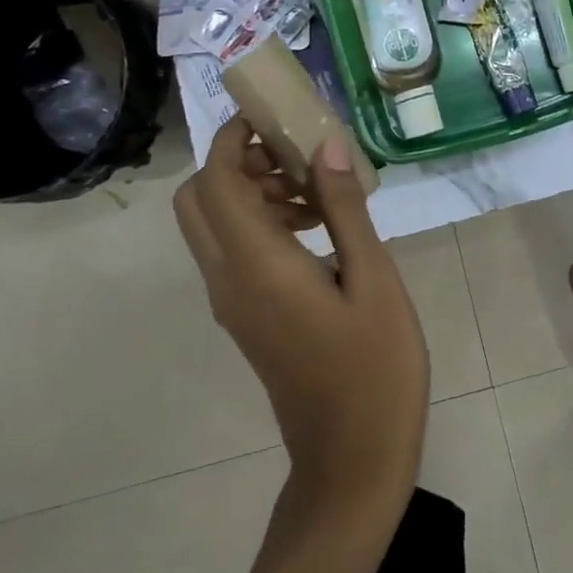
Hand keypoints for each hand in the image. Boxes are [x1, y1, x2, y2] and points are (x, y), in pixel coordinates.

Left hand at [174, 117, 428, 512]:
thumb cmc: (375, 366)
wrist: (352, 460)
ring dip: (251, 191)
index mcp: (257, 265)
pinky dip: (260, 222)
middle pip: (198, 200)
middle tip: (294, 152)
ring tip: (318, 188)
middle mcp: (228, 279)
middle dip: (236, 161)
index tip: (272, 112)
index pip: (216, 181)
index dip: (234, 138)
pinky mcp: (245, 317)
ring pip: (214, 225)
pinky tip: (318, 228)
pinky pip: (233, 252)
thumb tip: (323, 145)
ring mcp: (231, 303)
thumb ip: (344, 208)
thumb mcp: (373, 278)